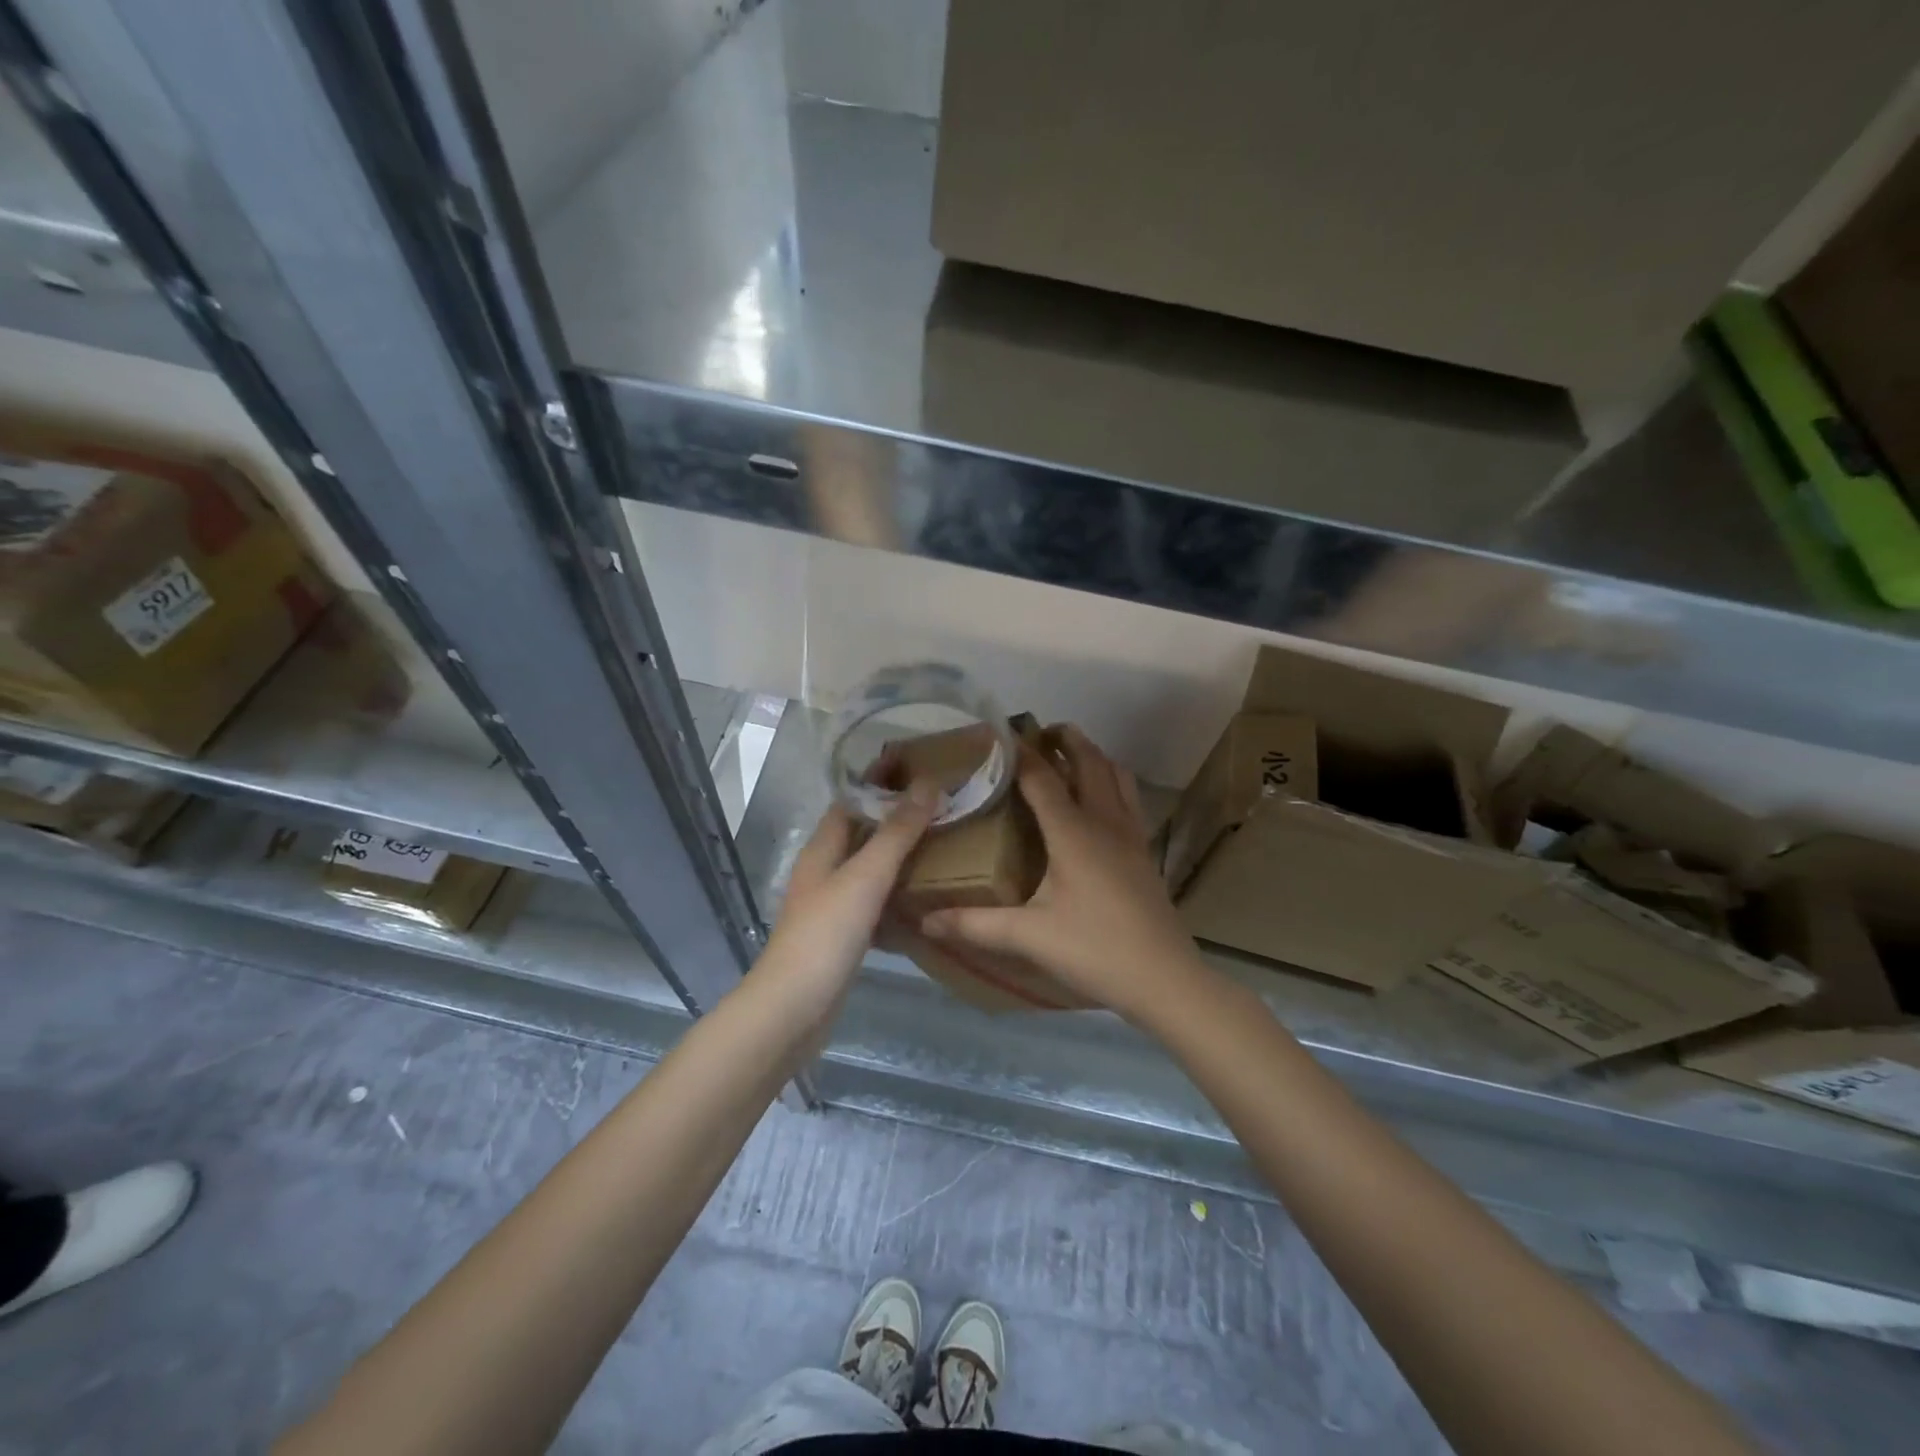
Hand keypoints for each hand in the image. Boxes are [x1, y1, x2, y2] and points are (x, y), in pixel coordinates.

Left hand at [763, 784, 939, 998]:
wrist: (794, 1008)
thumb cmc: (826, 934)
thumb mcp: (865, 876)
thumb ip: (896, 832)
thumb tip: (927, 784)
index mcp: (822, 849)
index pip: (850, 801)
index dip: (878, 782)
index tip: (917, 766)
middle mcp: (824, 871)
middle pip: (861, 833)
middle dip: (895, 817)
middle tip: (941, 806)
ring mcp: (832, 905)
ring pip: (869, 868)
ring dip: (899, 855)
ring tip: (942, 844)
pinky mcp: (843, 936)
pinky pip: (875, 902)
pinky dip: (897, 894)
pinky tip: (925, 898)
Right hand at [921, 726, 1208, 1022]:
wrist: (1164, 979)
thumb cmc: (1095, 950)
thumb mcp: (1029, 937)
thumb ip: (975, 925)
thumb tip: (925, 920)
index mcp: (1073, 832)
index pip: (1042, 777)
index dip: (1019, 752)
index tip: (997, 734)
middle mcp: (1105, 821)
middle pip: (1089, 762)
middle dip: (1065, 739)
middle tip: (1038, 733)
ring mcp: (1131, 835)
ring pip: (1116, 775)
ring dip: (1093, 756)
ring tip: (1069, 755)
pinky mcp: (1144, 852)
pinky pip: (1129, 798)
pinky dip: (1112, 781)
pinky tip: (1100, 801)